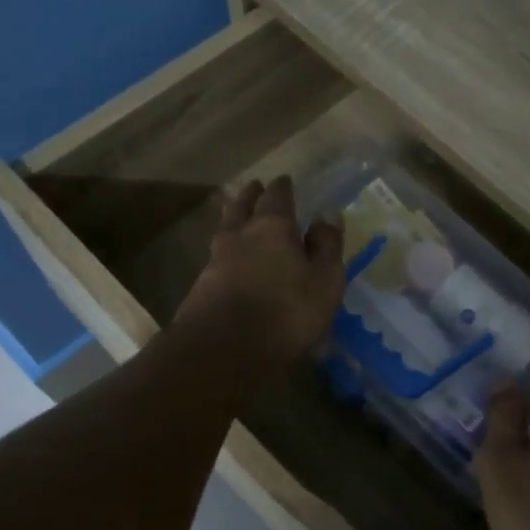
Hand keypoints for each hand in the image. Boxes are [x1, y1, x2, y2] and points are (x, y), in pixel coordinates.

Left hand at [176, 177, 345, 372]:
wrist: (223, 349)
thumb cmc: (286, 312)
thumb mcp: (324, 281)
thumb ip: (327, 246)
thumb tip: (328, 213)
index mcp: (272, 227)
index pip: (277, 197)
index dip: (282, 187)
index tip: (285, 180)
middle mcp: (240, 235)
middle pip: (242, 206)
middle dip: (250, 195)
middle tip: (254, 186)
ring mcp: (215, 260)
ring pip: (225, 229)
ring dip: (233, 218)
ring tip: (238, 216)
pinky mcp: (201, 287)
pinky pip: (216, 257)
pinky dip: (226, 250)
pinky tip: (229, 259)